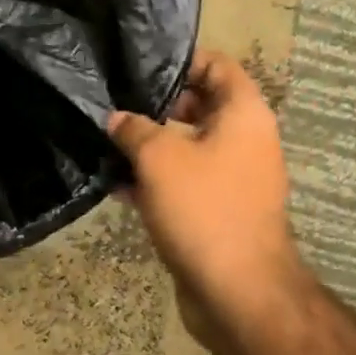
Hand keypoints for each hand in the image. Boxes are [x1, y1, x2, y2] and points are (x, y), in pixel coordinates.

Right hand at [109, 50, 305, 339]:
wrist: (239, 294)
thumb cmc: (204, 208)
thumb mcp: (159, 158)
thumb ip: (133, 129)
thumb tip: (117, 118)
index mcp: (244, 114)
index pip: (217, 65)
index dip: (181, 60)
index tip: (140, 67)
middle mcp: (247, 140)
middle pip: (201, 105)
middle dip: (158, 105)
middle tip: (117, 104)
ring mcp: (236, 177)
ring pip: (189, 146)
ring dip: (152, 146)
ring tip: (108, 143)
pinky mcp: (222, 210)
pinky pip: (188, 181)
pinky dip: (158, 180)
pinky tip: (118, 186)